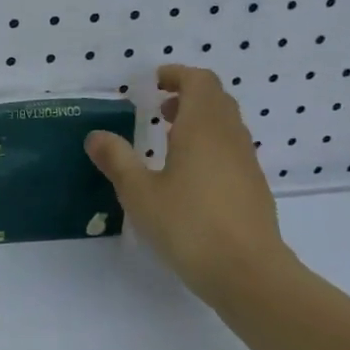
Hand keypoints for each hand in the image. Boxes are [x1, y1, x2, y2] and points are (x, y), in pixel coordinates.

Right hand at [84, 65, 290, 304]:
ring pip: (226, 125)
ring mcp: (246, 163)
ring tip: (168, 139)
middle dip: (188, 95)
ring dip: (199, 120)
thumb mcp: (139, 193)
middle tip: (158, 108)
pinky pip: (231, 149)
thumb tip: (96, 135)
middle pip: (217, 99)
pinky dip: (209, 145)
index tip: (154, 82)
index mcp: (203, 128)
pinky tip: (187, 175)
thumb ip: (117, 160)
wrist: (248, 273)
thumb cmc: (189, 225)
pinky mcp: (253, 188)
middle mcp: (230, 138)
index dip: (178, 75)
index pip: (199, 82)